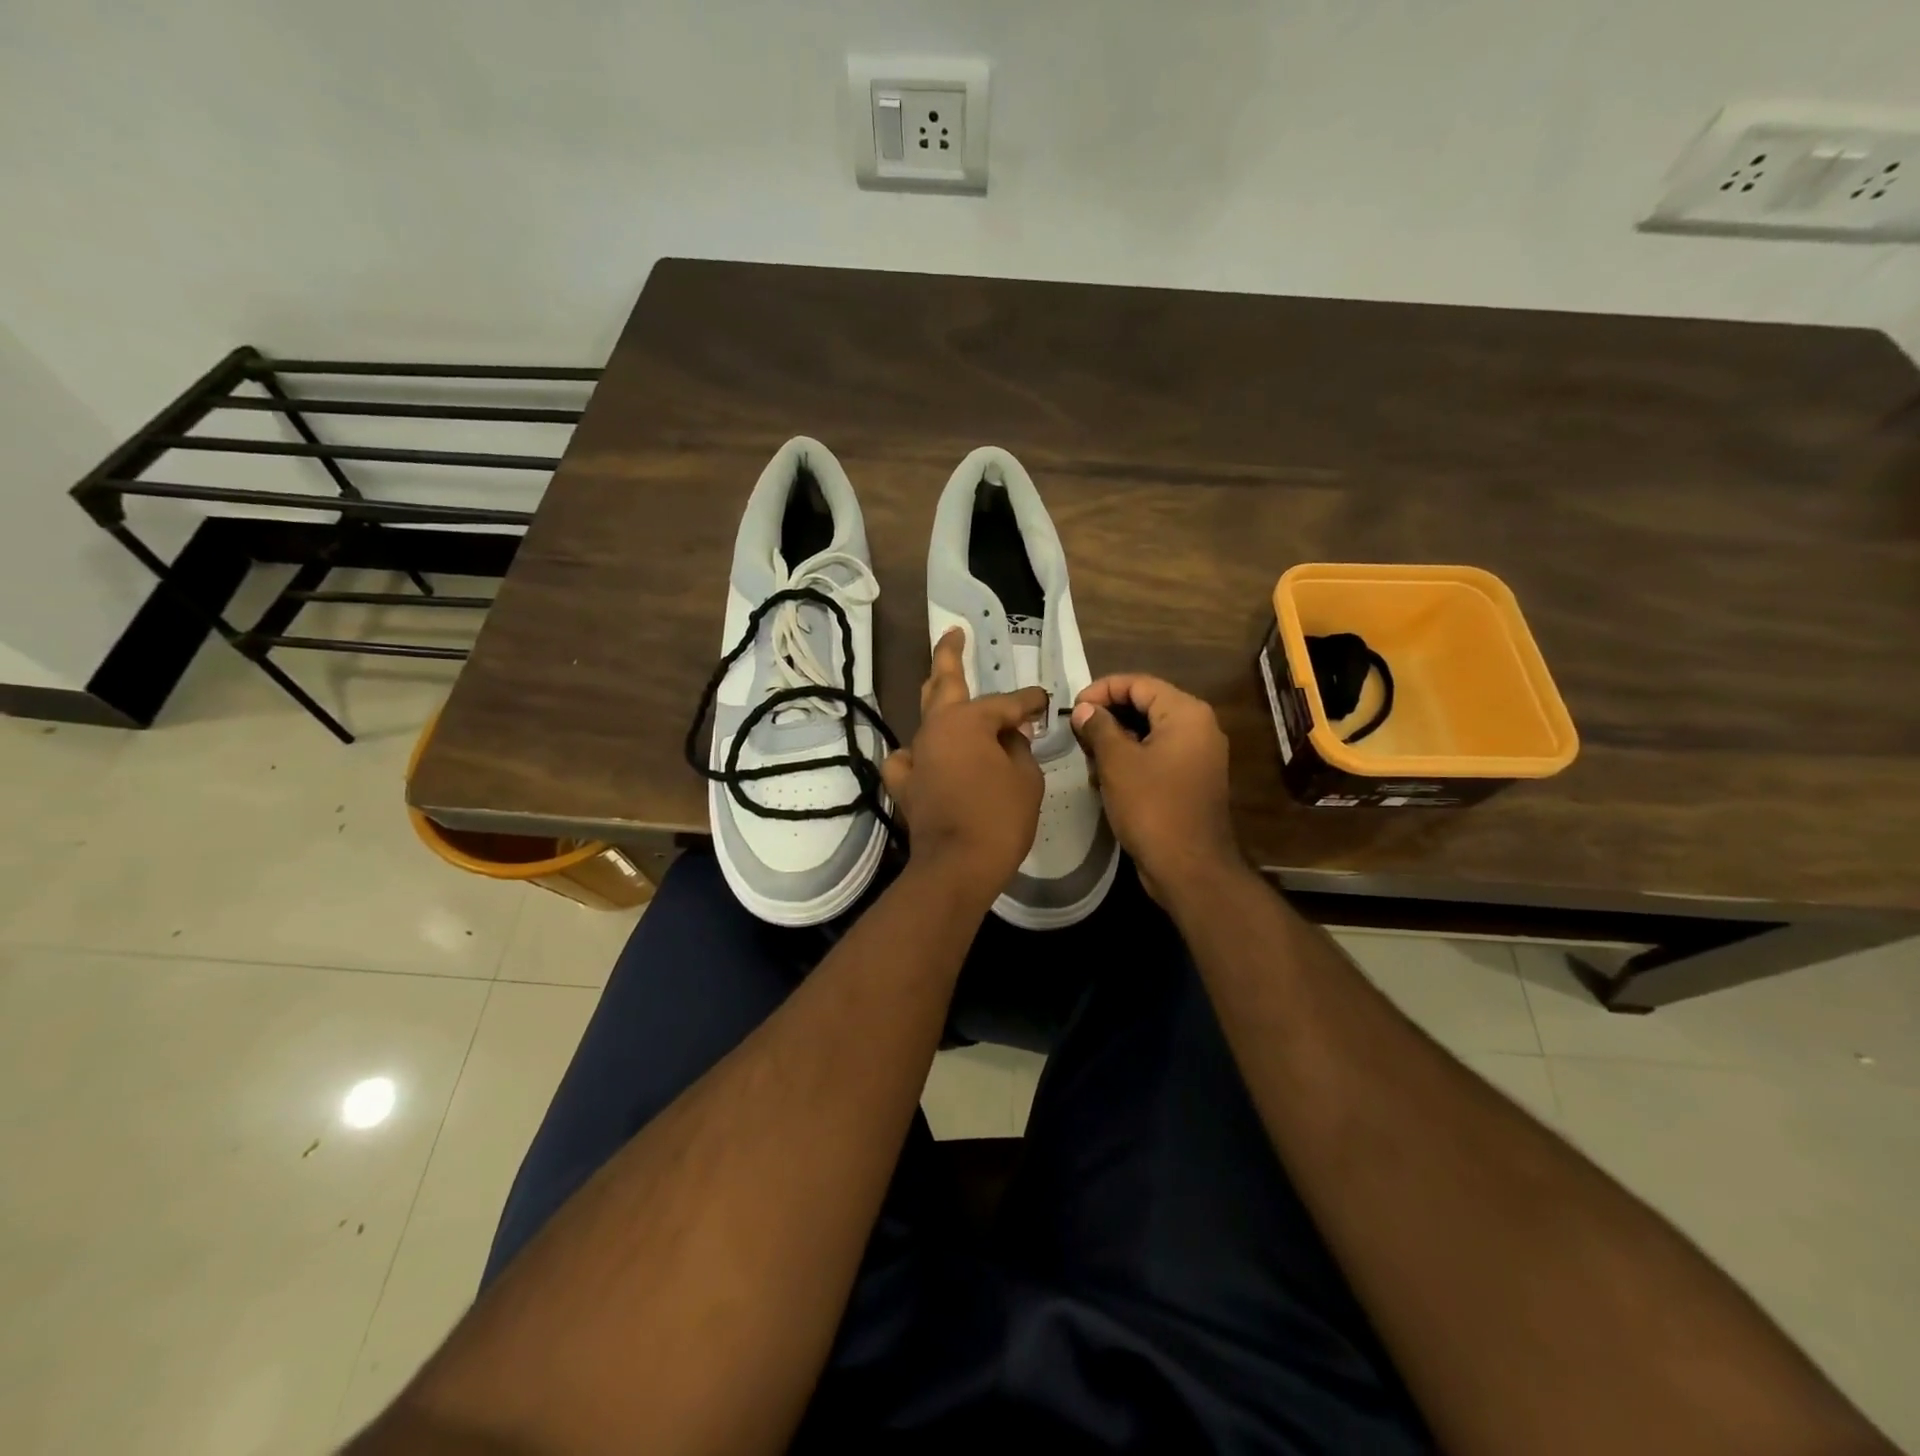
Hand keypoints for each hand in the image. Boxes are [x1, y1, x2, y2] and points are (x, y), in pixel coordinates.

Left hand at [881, 629, 1046, 904]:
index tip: (1045, 702)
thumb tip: (1010, 738)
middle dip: (950, 654)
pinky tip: (925, 754)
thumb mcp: (1026, 779)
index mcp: (968, 721)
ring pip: (925, 717)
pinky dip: (917, 753)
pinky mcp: (905, 784)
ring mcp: (915, 755)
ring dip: (938, 701)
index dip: (1030, 702)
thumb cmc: (1000, 818)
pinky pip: (907, 758)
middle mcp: (936, 729)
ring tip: (945, 689)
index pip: (1007, 703)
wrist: (957, 867)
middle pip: (942, 683)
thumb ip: (1020, 749)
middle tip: (954, 633)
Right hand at [1070, 674, 1239, 902]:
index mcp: (1186, 713)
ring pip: (1149, 732)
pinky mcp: (1190, 779)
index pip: (1138, 683)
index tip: (1072, 709)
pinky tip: (1105, 778)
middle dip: (1108, 716)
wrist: (1188, 867)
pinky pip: (1157, 755)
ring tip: (1087, 757)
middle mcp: (1198, 727)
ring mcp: (1197, 755)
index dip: (1101, 690)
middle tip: (1076, 732)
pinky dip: (1131, 759)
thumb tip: (1084, 710)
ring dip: (1116, 740)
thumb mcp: (1117, 762)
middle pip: (1145, 705)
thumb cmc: (1152, 807)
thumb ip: (1099, 727)